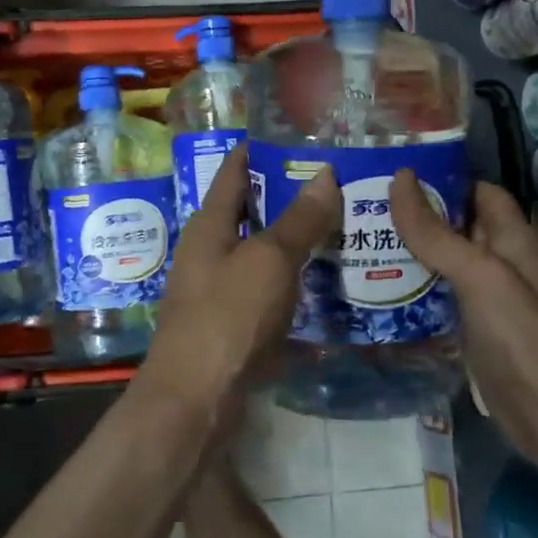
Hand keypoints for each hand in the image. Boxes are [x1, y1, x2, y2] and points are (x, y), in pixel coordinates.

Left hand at [143, 144, 339, 407]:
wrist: (196, 399)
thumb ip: (298, 220)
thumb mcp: (269, 261)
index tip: (299, 138)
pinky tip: (325, 284)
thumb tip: (325, 173)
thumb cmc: (228, 317)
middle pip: (249, 212)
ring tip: (341, 228)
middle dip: (288, 198)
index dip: (261, 151)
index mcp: (209, 225)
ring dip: (294, 242)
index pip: (233, 172)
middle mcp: (208, 251)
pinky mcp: (231, 325)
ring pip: (260, 253)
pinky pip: (266, 291)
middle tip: (337, 184)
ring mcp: (217, 290)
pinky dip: (292, 283)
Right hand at [390, 174, 537, 464]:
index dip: (443, 179)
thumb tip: (400, 178)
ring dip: (407, 251)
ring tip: (359, 239)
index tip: (394, 173)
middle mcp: (498, 262)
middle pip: (455, 225)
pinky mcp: (468, 329)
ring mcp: (483, 298)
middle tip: (362, 206)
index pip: (477, 191)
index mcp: (510, 239)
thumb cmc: (519, 335)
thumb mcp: (478, 274)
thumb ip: (436, 232)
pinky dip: (410, 288)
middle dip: (414, 214)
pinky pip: (435, 297)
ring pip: (441, 262)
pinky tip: (376, 287)